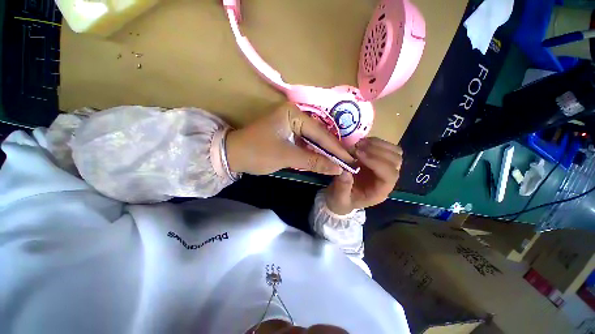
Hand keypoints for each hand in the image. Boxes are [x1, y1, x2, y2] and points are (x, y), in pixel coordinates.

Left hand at [226, 103, 353, 175]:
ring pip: (312, 138)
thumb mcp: (287, 157)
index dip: (335, 148)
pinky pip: (304, 141)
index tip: (349, 160)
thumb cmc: (257, 153)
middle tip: (347, 161)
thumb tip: (337, 169)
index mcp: (293, 113)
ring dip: (323, 151)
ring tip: (339, 161)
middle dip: (331, 149)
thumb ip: (313, 161)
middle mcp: (294, 114)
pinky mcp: (287, 131)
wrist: (232, 155)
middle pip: (318, 134)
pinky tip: (323, 159)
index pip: (320, 133)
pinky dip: (313, 151)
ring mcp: (290, 122)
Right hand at [325, 138, 402, 214]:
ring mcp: (384, 168)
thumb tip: (345, 171)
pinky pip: (385, 147)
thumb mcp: (339, 199)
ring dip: (378, 144)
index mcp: (379, 192)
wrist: (341, 197)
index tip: (358, 154)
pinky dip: (375, 142)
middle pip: (395, 161)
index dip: (376, 162)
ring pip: (394, 152)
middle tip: (357, 147)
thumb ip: (342, 188)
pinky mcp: (378, 160)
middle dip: (377, 151)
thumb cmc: (342, 200)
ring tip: (359, 143)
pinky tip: (361, 142)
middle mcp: (386, 179)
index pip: (389, 175)